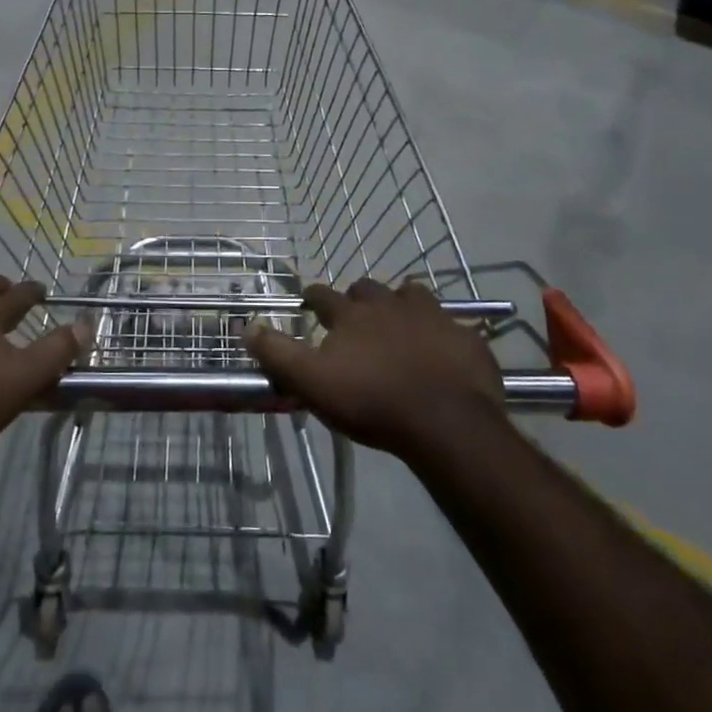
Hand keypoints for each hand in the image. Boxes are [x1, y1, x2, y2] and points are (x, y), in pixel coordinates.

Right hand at [243, 279, 505, 458]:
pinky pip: (451, 324)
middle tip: (355, 316)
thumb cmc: (371, 402)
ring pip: (412, 295)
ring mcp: (433, 316)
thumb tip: (246, 325)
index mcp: (352, 314)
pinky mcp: (465, 337)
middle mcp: (390, 304)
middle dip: (358, 298)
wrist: (446, 423)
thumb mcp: (311, 382)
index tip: (308, 301)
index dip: (313, 297)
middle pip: (368, 288)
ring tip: (399, 322)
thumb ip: (277, 353)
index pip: (323, 295)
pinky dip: (441, 332)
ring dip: (401, 304)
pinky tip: (441, 349)